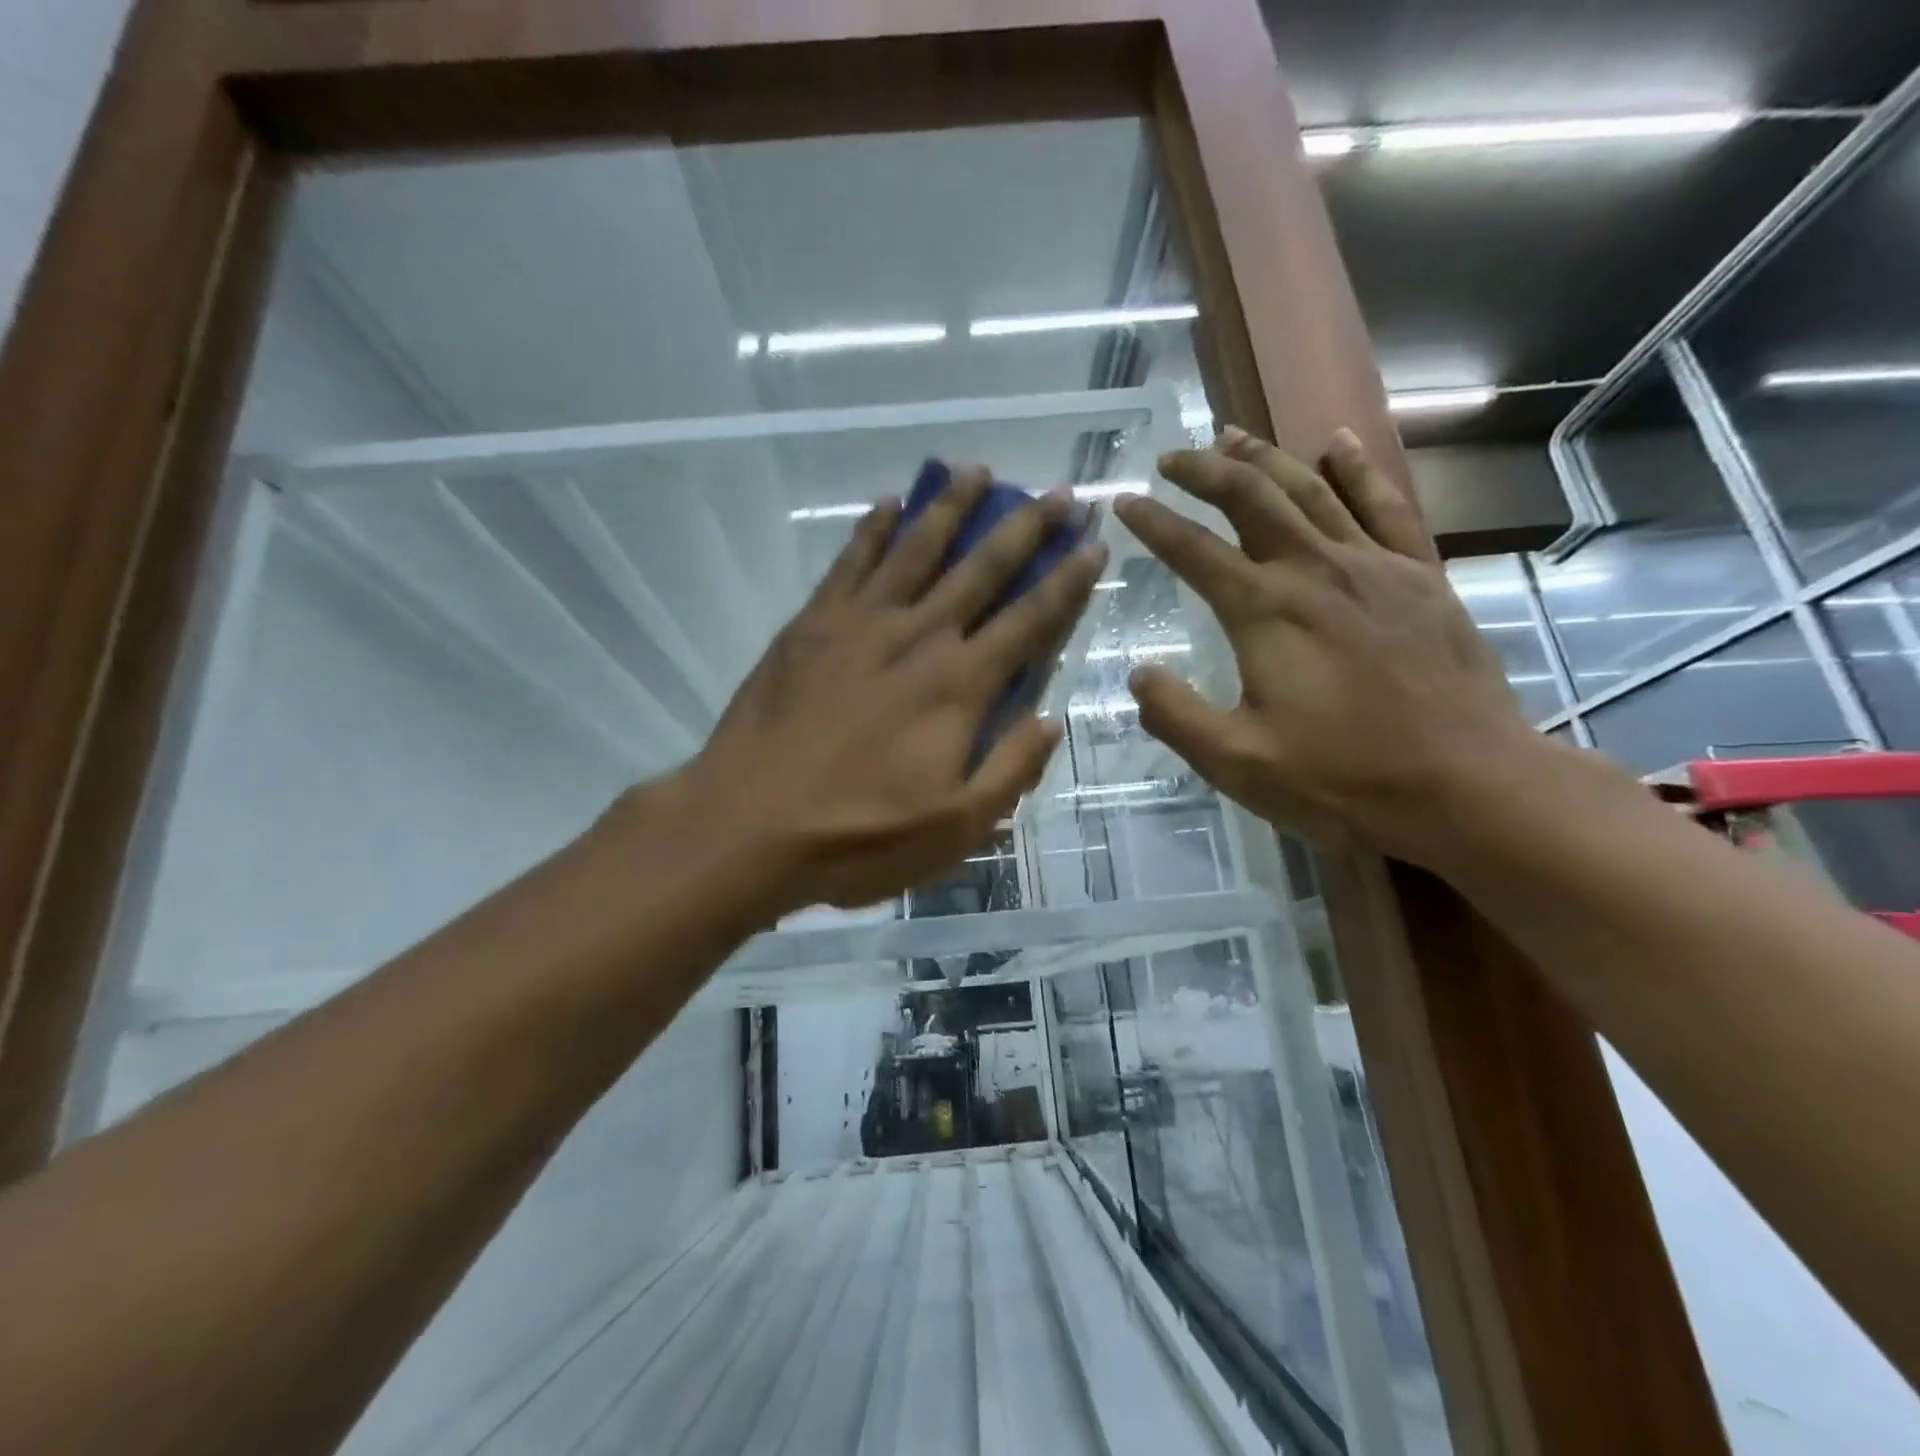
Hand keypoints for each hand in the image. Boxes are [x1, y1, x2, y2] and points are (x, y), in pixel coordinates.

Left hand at [667, 469, 1106, 912]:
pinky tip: (888, 502)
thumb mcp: (955, 828)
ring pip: (916, 548)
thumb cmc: (858, 835)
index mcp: (959, 686)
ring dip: (951, 507)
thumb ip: (1011, 771)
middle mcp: (918, 637)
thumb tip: (1049, 721)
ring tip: (977, 470)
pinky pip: (850, 562)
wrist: (748, 824)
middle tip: (1059, 493)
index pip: (1030, 621)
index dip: (1068, 581)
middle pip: (982, 569)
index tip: (1095, 545)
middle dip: (1026, 528)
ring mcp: (860, 623)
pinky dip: (872, 529)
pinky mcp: (811, 625)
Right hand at [1112, 427, 1538, 865]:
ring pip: (1312, 488)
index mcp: (1265, 612)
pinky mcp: (1420, 576)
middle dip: (1204, 470)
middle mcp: (1315, 570)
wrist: (1466, 785)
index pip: (1193, 550)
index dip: (1153, 523)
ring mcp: (1375, 566)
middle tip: (1172, 458)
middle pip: (1252, 497)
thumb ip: (1176, 716)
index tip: (1123, 502)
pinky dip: (1358, 469)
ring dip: (1266, 457)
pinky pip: (1386, 505)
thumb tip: (1138, 674)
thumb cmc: (1344, 778)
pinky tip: (1338, 442)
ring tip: (1231, 436)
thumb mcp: (1238, 763)